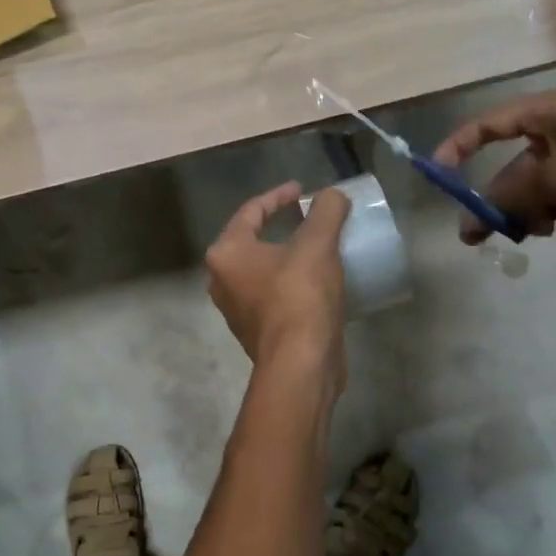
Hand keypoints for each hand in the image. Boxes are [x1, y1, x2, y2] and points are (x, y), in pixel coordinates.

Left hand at [205, 181, 350, 385]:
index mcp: (226, 254)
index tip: (302, 190)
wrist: (300, 365)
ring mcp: (237, 310)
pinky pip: (274, 296)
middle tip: (309, 217)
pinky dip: (292, 283)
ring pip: (263, 271)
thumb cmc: (300, 298)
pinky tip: (318, 283)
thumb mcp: (317, 245)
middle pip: (252, 241)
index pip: (250, 211)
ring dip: (287, 257)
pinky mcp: (257, 332)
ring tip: (317, 248)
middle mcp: (222, 281)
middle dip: (280, 227)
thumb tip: (333, 195)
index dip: (278, 196)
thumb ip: (326, 211)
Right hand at [433, 87, 555, 245]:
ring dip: (539, 213)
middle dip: (503, 200)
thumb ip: (508, 196)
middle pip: (522, 166)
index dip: (461, 145)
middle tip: (479, 236)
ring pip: (552, 189)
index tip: (438, 172)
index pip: (493, 122)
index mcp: (554, 111)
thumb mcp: (551, 177)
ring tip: (542, 233)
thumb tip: (475, 216)